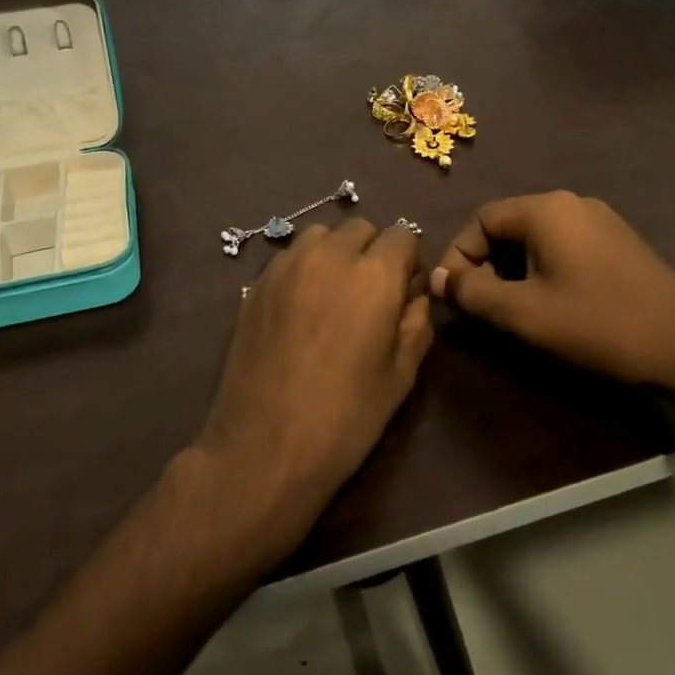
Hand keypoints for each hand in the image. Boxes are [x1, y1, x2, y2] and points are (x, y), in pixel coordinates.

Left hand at [195, 220, 431, 534]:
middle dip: (373, 252)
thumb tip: (415, 295)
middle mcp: (331, 255)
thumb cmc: (345, 416)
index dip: (409, 262)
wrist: (264, 446)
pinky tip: (301, 308)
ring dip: (335, 253)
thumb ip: (417, 322)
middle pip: (361, 229)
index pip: (403, 236)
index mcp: (375, 275)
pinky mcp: (257, 282)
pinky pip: (290, 256)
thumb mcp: (402, 375)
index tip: (405, 292)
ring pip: (321, 236)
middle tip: (369, 295)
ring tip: (332, 295)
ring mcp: (287, 265)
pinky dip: (304, 267)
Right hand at [430, 191, 674, 416]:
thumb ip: (473, 292)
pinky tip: (554, 305)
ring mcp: (601, 220)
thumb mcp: (525, 313)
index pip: (482, 218)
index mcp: (547, 209)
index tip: (453, 295)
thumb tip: (438, 277)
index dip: (459, 255)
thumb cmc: (599, 325)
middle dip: (487, 264)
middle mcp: (573, 203)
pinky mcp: (619, 243)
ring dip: (515, 269)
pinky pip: (565, 246)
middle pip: (509, 225)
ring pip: (537, 238)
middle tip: (483, 306)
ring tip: (515, 310)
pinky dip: (544, 269)